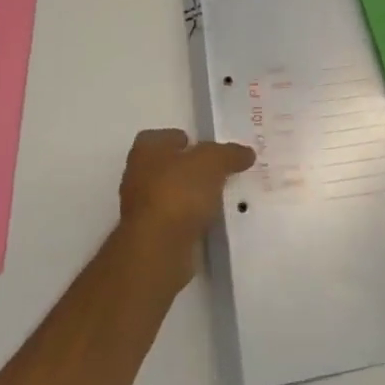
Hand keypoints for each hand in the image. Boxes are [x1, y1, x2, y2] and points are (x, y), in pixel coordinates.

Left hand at [118, 129, 255, 285]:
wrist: (158, 248)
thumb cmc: (179, 192)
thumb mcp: (212, 162)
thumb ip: (229, 153)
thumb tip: (246, 153)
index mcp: (146, 150)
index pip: (165, 137)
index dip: (187, 140)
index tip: (210, 149)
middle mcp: (138, 175)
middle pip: (170, 166)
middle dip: (193, 170)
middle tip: (222, 172)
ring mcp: (142, 208)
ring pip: (174, 195)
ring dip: (193, 197)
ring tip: (222, 198)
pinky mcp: (151, 235)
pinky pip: (177, 220)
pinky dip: (192, 220)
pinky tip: (212, 222)